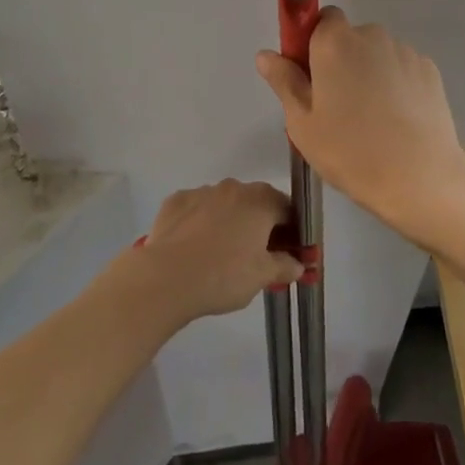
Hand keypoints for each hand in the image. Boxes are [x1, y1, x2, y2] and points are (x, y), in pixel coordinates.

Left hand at [138, 180, 301, 324]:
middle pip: (255, 204)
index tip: (286, 253)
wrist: (166, 278)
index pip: (287, 210)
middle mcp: (234, 187)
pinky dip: (199, 223)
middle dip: (259, 226)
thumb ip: (284, 266)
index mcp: (261, 200)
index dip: (290, 232)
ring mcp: (203, 191)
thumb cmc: (223, 276)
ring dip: (228, 222)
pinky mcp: (176, 200)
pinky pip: (196, 209)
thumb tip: (298, 264)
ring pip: (224, 204)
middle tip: (254, 257)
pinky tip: (193, 248)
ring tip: (219, 256)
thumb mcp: (261, 277)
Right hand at [256, 8, 464, 251]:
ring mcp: (404, 50)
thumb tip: (266, 54)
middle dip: (344, 60)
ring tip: (374, 119)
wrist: (420, 176)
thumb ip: (284, 82)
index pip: (322, 18)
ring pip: (379, 54)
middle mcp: (371, 35)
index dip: (315, 42)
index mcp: (334, 42)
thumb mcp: (303, 124)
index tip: (313, 75)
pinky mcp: (429, 69)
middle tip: (340, 106)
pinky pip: (403, 69)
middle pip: (351, 37)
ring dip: (372, 73)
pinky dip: (398, 85)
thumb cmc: (351, 151)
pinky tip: (398, 120)